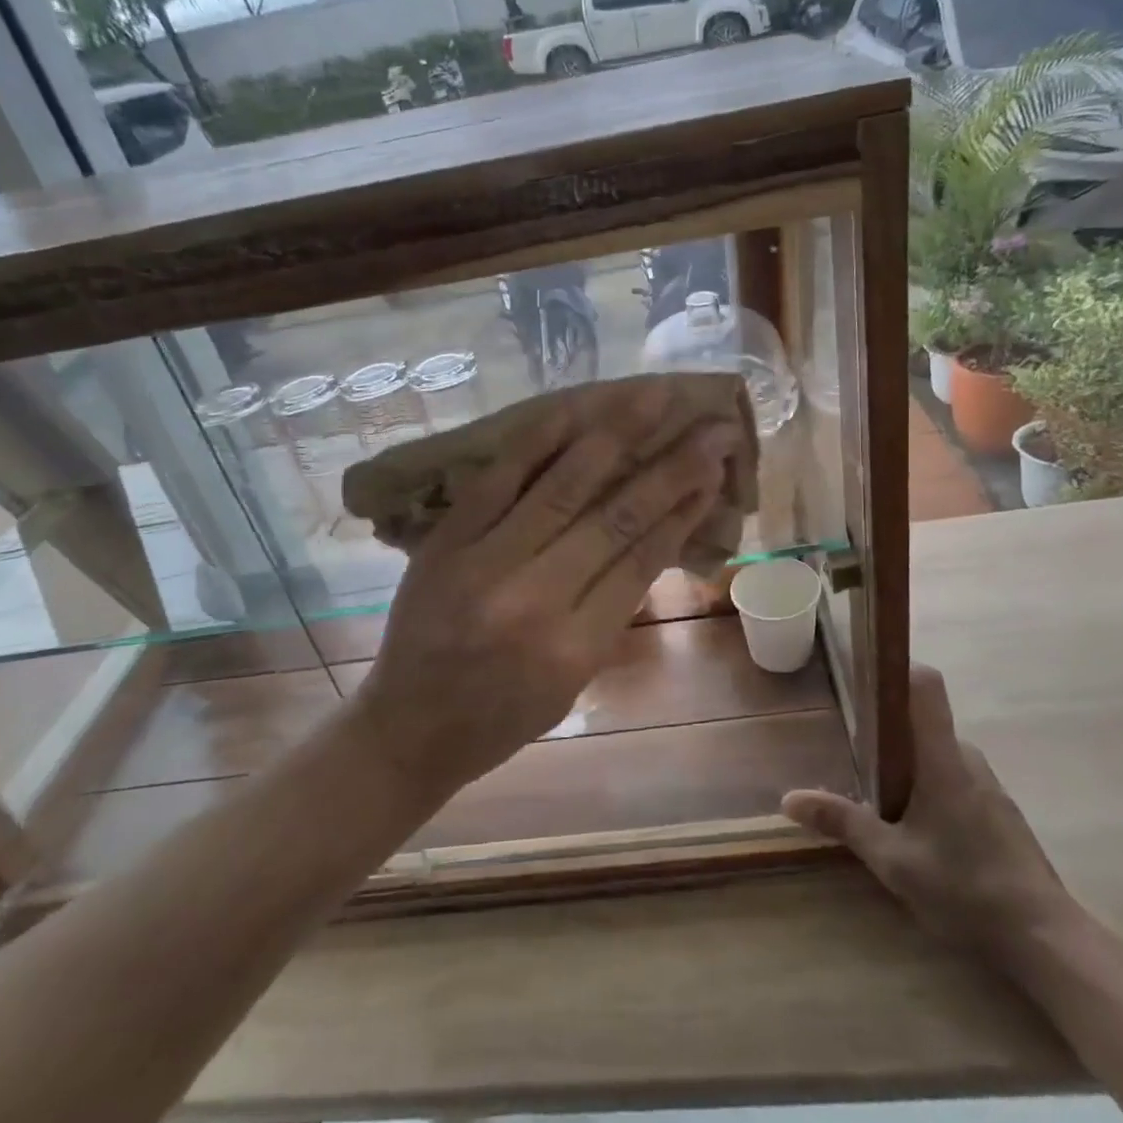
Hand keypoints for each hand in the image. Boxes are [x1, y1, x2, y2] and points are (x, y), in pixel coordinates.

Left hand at [353, 381, 739, 802]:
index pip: (642, 560)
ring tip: (655, 396)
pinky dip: (540, 439)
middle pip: (616, 516)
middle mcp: (533, 598)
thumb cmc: (502, 717)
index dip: (684, 508)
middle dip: (672, 465)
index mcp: (573, 647)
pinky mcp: (446, 539)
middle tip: (713, 427)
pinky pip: (499, 477)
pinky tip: (577, 408)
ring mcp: (483, 561)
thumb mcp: (574, 681)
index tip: (715, 468)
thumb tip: (656, 532)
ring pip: (563, 485)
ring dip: (616, 435)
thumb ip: (612, 609)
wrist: (407, 727)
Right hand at [783, 666, 1069, 953]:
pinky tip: (918, 831)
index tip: (863, 675)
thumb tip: (789, 798)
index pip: (925, 685)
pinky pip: (956, 780)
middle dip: (887, 733)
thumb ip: (842, 822)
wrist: (1046, 940)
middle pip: (923, 722)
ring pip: (939, 755)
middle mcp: (968, 759)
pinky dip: (931, 790)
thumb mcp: (893, 860)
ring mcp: (989, 786)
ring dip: (909, 767)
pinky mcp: (1000, 812)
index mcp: (942, 758)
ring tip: (877, 798)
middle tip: (852, 755)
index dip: (895, 669)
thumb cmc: (965, 888)